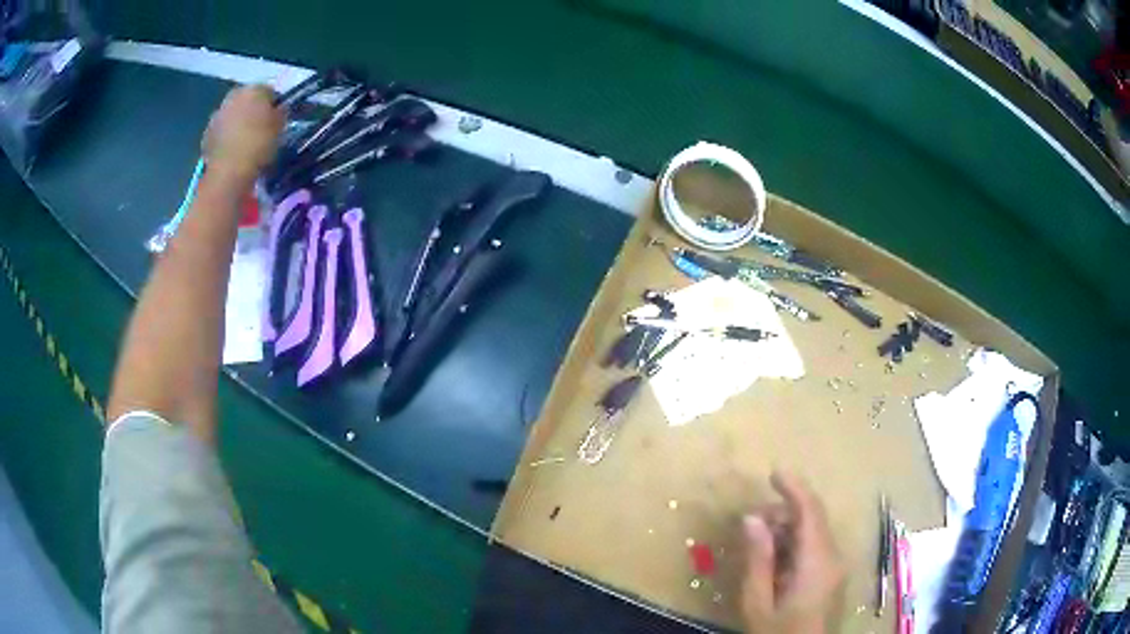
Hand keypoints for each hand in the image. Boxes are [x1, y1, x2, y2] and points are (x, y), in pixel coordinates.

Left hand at [201, 85, 284, 181]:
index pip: (269, 91)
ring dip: (238, 124)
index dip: (274, 105)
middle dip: (252, 111)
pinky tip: (233, 152)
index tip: (277, 120)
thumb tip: (278, 110)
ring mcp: (217, 114)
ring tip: (245, 143)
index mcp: (254, 89)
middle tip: (260, 129)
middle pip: (247, 100)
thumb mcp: (280, 127)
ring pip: (232, 115)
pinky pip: (221, 131)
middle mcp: (234, 95)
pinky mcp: (206, 133)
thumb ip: (279, 113)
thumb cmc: (259, 144)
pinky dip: (226, 138)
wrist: (229, 172)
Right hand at [740, 471, 845, 633]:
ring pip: (813, 533)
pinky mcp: (832, 576)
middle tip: (749, 525)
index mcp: (817, 561)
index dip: (794, 487)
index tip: (773, 472)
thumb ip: (758, 559)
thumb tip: (751, 518)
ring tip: (757, 547)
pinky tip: (773, 563)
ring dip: (786, 530)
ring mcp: (835, 567)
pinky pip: (814, 548)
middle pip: (812, 519)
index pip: (811, 511)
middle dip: (782, 513)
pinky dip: (793, 545)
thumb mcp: (758, 602)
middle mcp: (833, 557)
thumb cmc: (778, 632)